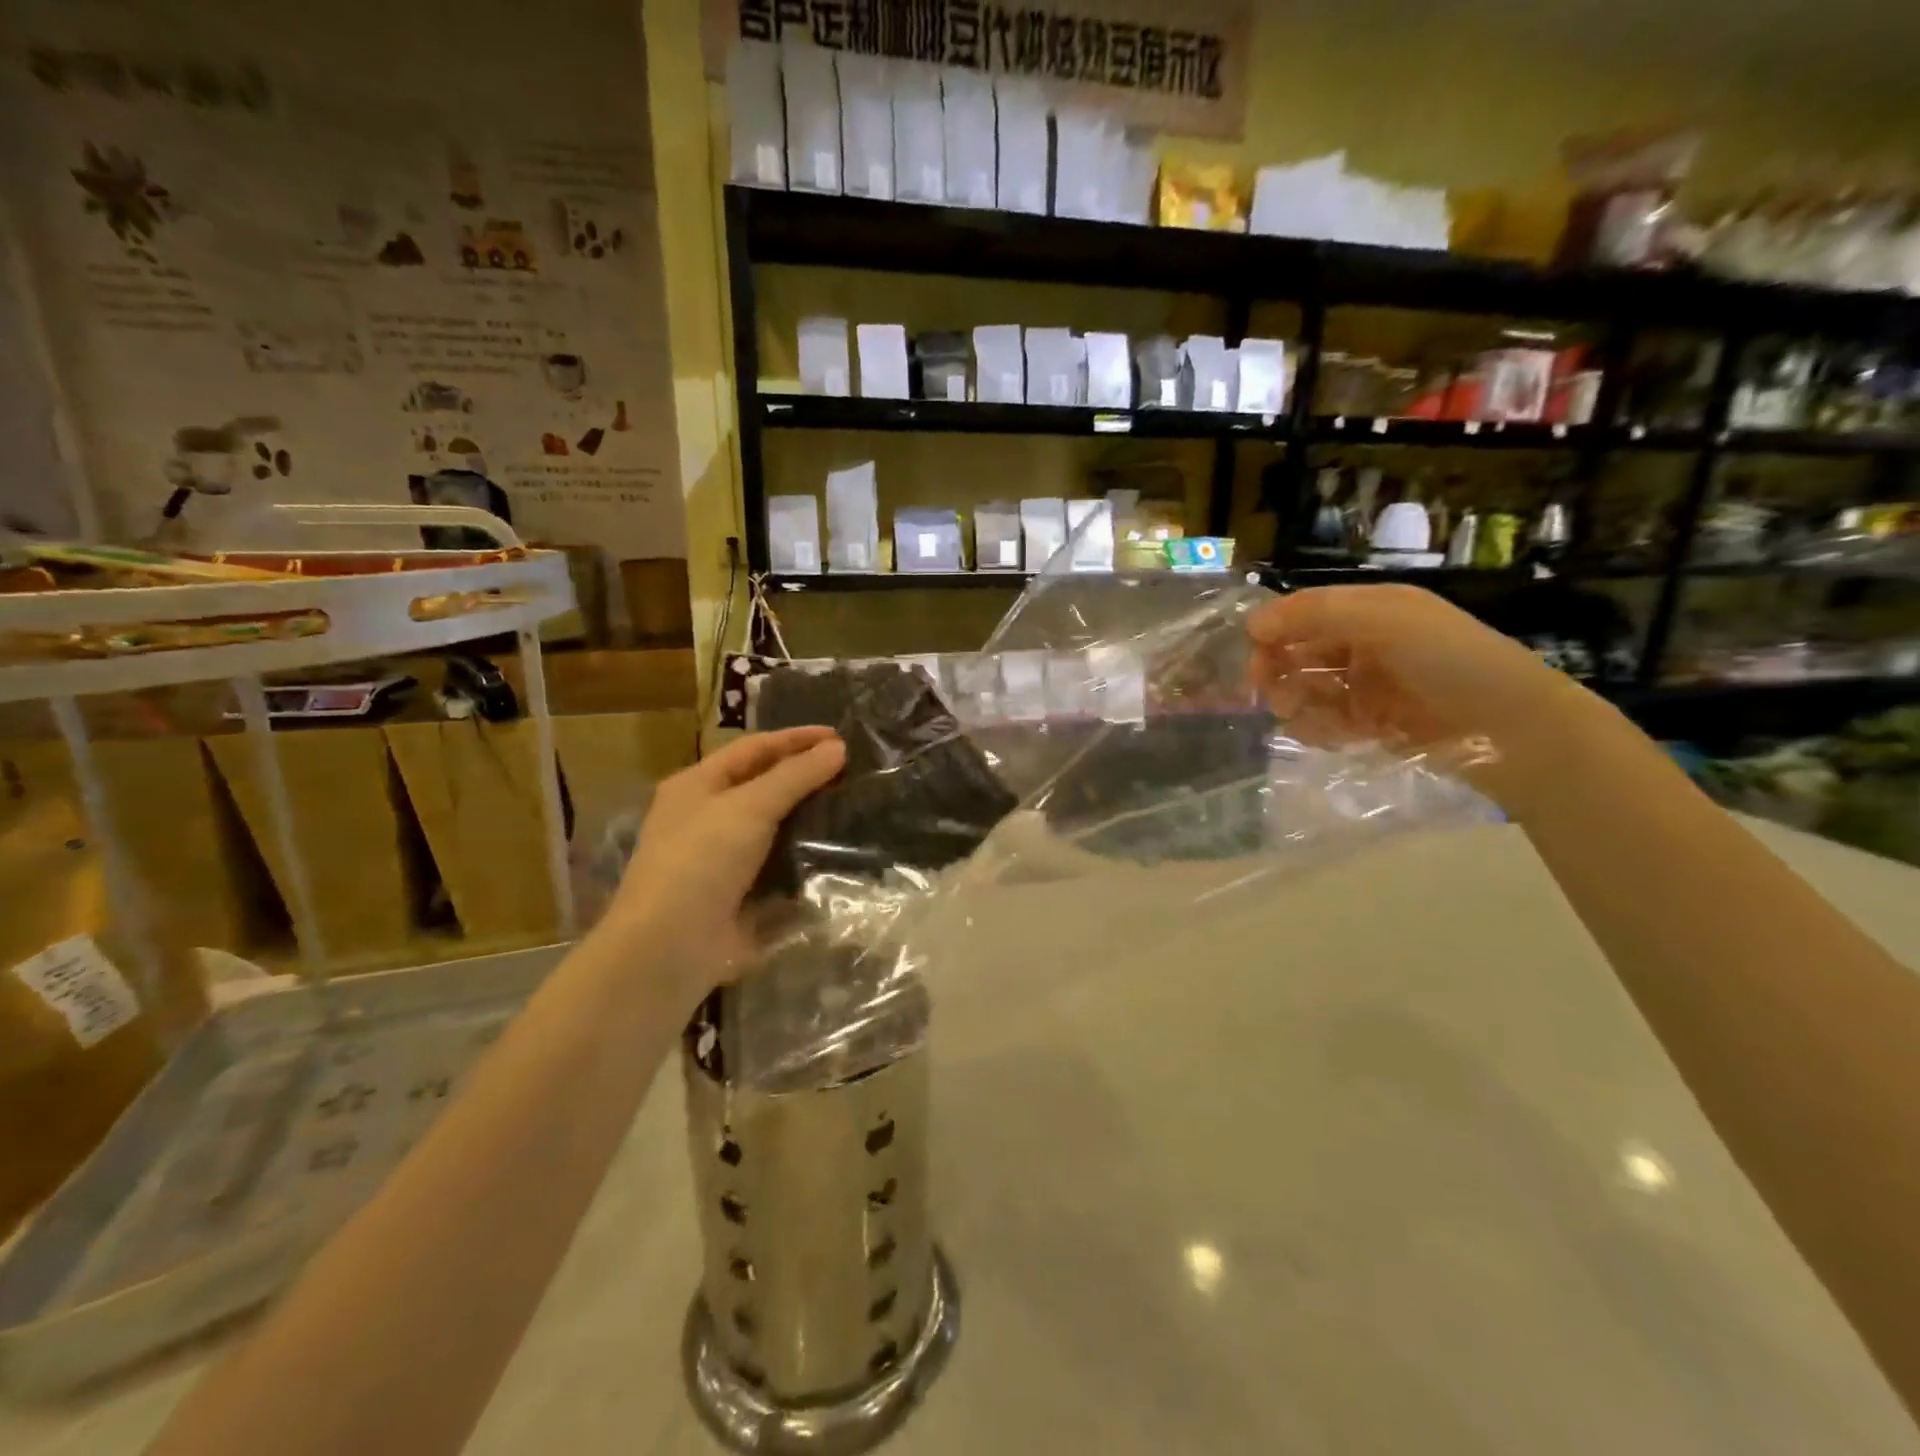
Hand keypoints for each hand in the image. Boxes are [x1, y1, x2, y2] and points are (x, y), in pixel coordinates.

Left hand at [594, 727, 845, 1004]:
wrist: (671, 946)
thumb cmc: (702, 860)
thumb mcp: (750, 807)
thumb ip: (796, 776)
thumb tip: (838, 748)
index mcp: (697, 785)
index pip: (754, 749)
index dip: (796, 739)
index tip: (841, 737)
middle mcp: (707, 817)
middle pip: (764, 786)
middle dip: (805, 777)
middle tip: (852, 771)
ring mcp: (724, 859)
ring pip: (775, 827)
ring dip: (810, 818)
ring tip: (854, 806)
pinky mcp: (741, 894)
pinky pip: (780, 866)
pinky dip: (806, 858)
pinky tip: (840, 852)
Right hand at [1245, 585, 1606, 806]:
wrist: (1513, 729)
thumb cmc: (1450, 661)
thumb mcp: (1385, 619)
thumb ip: (1316, 614)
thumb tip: (1252, 624)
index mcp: (1370, 610)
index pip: (1303, 613)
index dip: (1272, 630)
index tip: (1253, 655)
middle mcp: (1365, 644)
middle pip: (1298, 652)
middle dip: (1278, 671)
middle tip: (1271, 695)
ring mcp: (1368, 686)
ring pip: (1306, 690)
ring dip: (1295, 702)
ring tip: (1300, 716)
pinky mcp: (1372, 724)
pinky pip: (1325, 722)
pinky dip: (1317, 729)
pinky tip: (1329, 735)